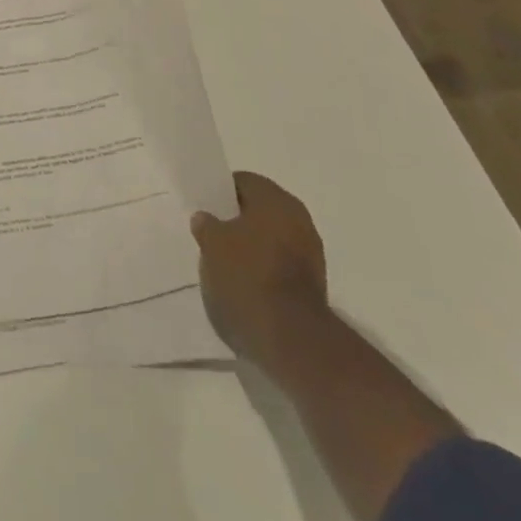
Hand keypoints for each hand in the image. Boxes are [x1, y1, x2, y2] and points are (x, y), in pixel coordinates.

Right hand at [190, 172, 328, 369]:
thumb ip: (206, 225)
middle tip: (212, 234)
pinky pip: (281, 264)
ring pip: (271, 238)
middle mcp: (299, 219)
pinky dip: (265, 268)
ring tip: (225, 262)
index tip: (205, 208)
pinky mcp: (314, 284)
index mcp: (276, 200)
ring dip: (252, 246)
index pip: (243, 182)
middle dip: (237, 220)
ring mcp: (311, 253)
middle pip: (260, 210)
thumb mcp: (212, 244)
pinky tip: (245, 283)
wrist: (290, 338)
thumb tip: (206, 219)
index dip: (220, 192)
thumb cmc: (247, 276)